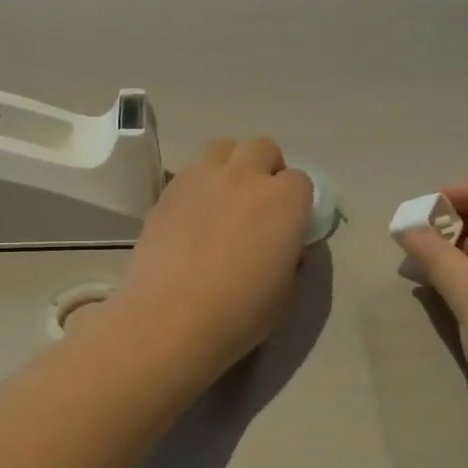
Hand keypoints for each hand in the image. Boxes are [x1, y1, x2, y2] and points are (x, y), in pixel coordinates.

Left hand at [113, 137, 313, 378]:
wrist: (171, 319)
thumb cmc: (240, 312)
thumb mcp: (284, 290)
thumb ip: (289, 256)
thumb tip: (284, 244)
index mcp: (284, 199)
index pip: (300, 180)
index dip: (296, 201)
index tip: (287, 224)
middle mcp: (245, 176)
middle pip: (262, 148)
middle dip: (265, 168)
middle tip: (257, 203)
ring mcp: (202, 178)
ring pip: (222, 148)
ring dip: (230, 166)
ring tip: (223, 199)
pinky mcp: (167, 191)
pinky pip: (190, 173)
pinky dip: (198, 186)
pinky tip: (191, 218)